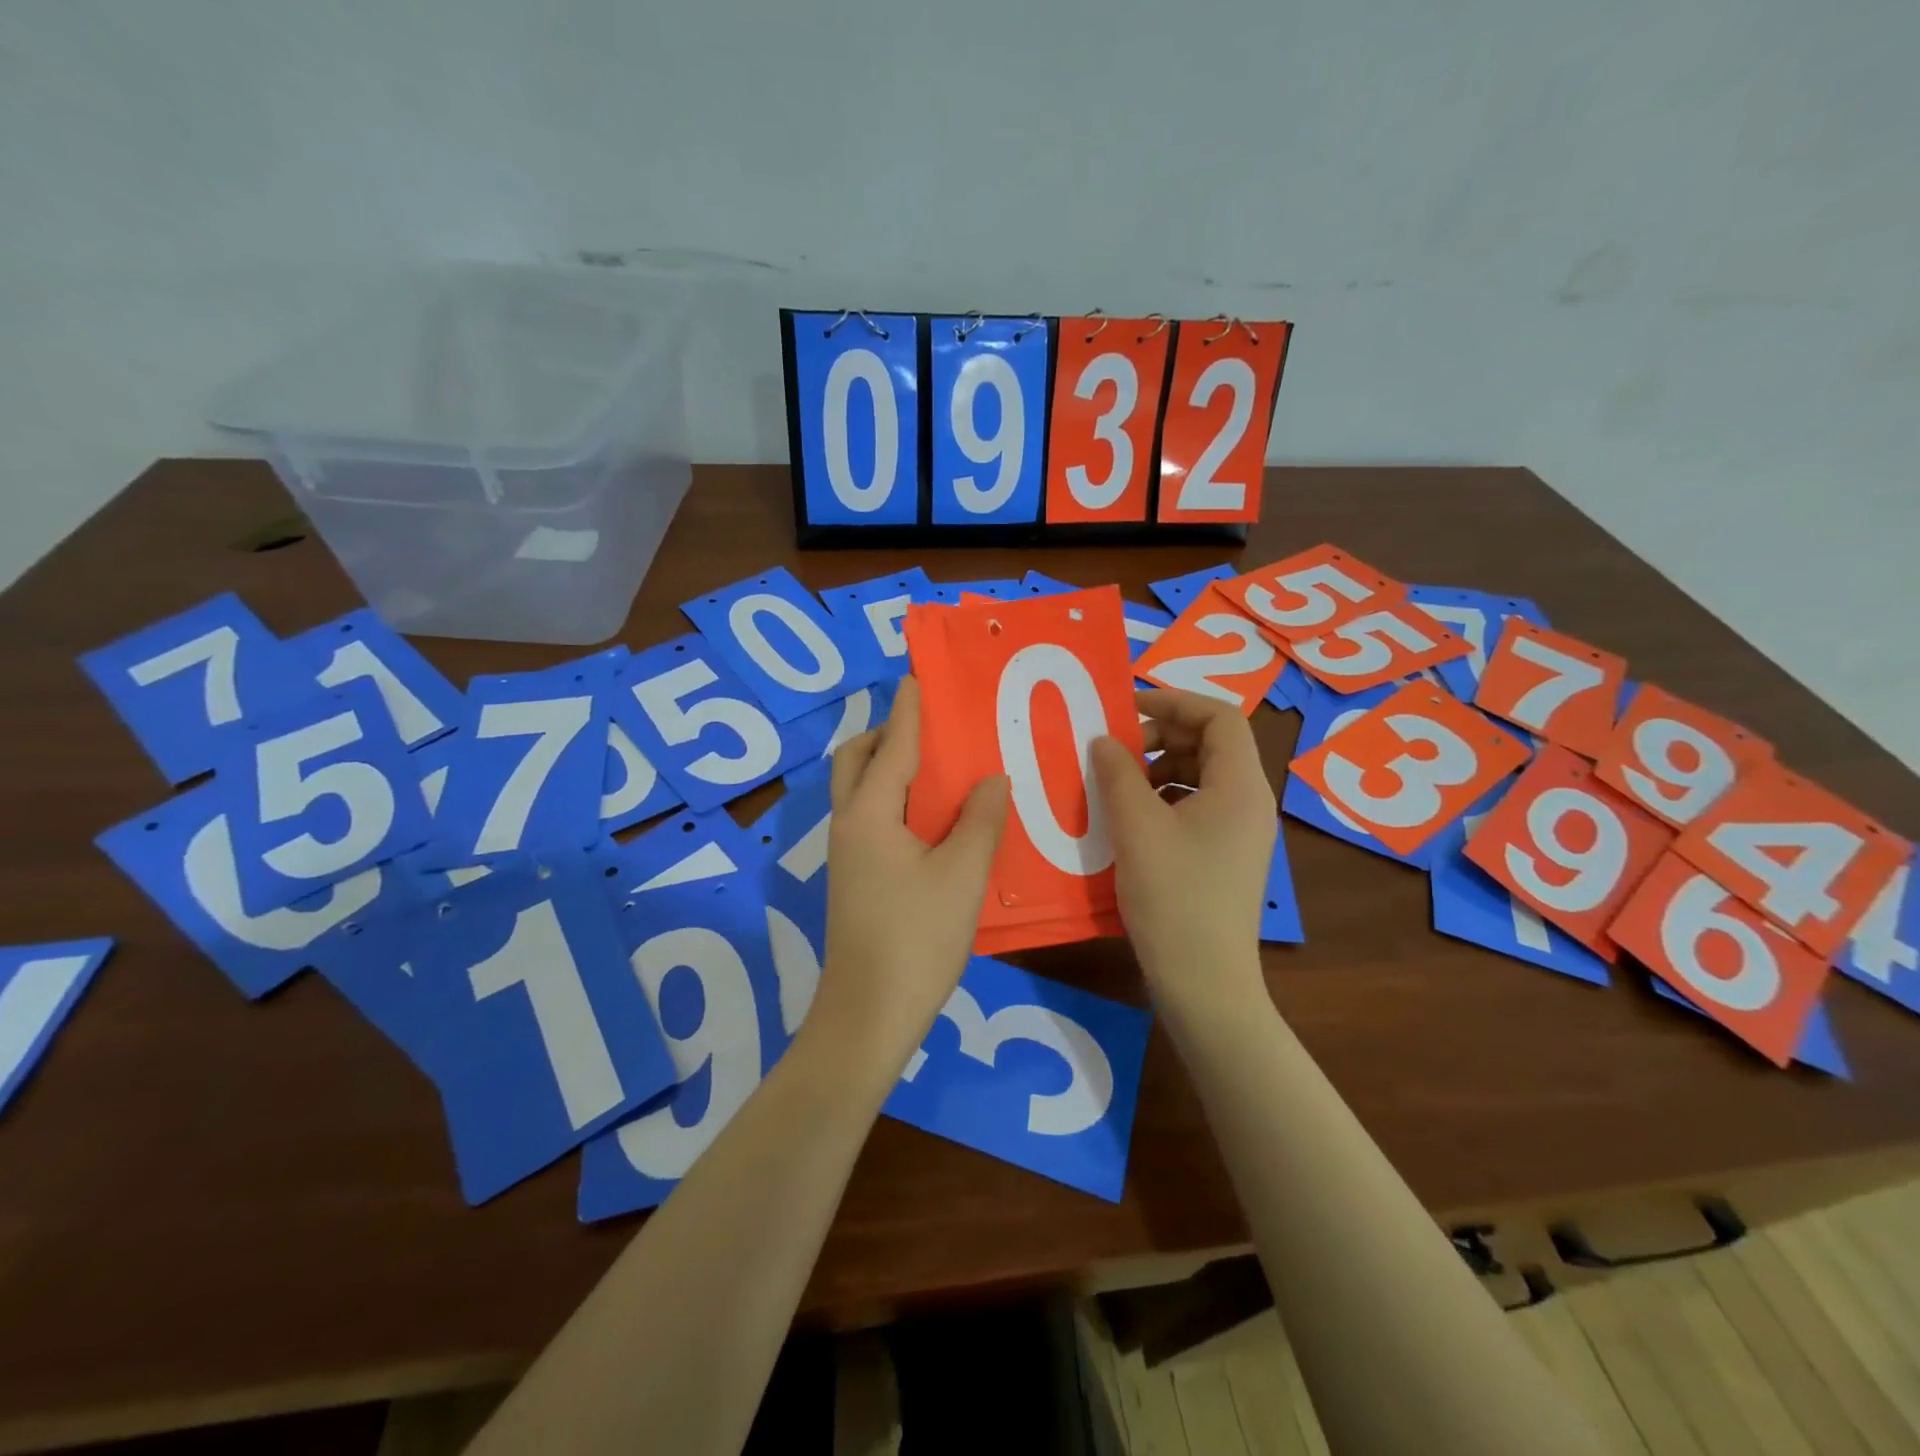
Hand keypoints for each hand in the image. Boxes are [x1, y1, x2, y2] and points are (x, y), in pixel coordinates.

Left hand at [810, 677, 1008, 1074]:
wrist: (869, 1015)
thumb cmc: (916, 939)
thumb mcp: (961, 876)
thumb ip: (979, 820)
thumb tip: (990, 778)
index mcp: (870, 814)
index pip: (893, 744)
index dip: (909, 708)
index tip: (920, 674)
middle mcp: (850, 824)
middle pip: (857, 760)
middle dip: (888, 735)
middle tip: (932, 731)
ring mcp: (849, 854)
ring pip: (863, 791)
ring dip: (893, 768)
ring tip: (942, 768)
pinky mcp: (857, 877)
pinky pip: (874, 819)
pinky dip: (898, 801)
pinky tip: (937, 819)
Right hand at [1090, 688, 1276, 1007]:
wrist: (1204, 983)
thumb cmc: (1173, 898)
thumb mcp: (1136, 828)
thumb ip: (1118, 773)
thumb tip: (1104, 740)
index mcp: (1240, 786)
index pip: (1220, 716)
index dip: (1174, 701)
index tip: (1127, 708)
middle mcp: (1250, 803)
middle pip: (1213, 744)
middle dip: (1163, 736)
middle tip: (1117, 747)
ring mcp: (1241, 833)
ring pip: (1203, 777)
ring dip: (1160, 769)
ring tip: (1119, 784)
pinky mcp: (1227, 858)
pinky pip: (1199, 808)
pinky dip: (1166, 799)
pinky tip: (1133, 820)